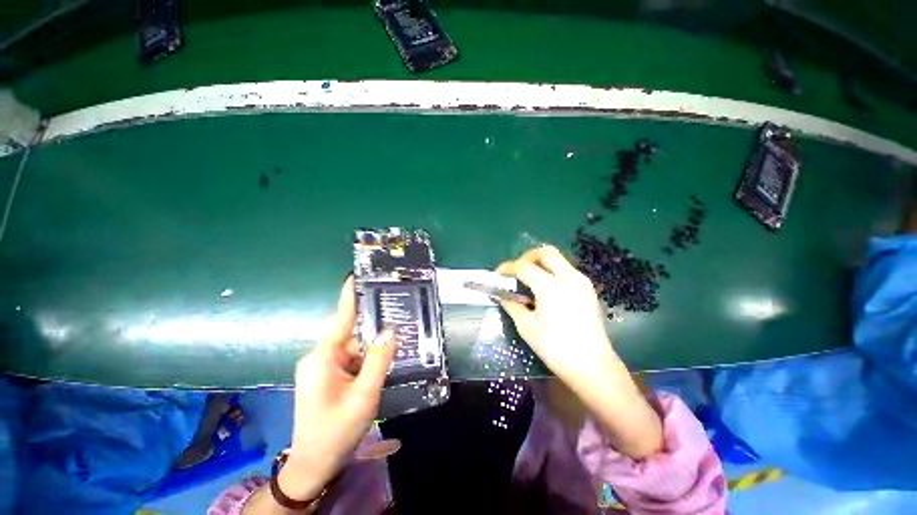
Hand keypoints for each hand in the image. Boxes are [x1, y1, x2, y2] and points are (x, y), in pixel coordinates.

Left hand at [281, 277, 395, 499]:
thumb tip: (389, 331)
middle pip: (349, 333)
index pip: (340, 319)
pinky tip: (379, 363)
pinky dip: (364, 359)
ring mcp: (321, 367)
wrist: (314, 465)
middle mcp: (319, 357)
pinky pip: (349, 358)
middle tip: (395, 317)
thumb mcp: (364, 395)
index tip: (355, 276)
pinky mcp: (326, 375)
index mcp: (323, 358)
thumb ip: (378, 360)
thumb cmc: (337, 431)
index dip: (349, 297)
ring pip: (352, 347)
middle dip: (372, 329)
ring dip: (370, 349)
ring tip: (392, 346)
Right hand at [496, 245, 615, 389]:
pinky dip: (552, 271)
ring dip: (540, 263)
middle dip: (527, 257)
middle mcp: (568, 277)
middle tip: (517, 270)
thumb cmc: (555, 348)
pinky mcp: (588, 288)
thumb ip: (513, 306)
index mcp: (550, 287)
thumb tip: (503, 295)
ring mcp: (581, 281)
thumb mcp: (527, 327)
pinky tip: (545, 288)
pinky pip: (566, 270)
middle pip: (545, 252)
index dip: (508, 267)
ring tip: (529, 279)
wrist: (592, 366)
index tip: (499, 273)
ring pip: (558, 259)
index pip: (524, 267)